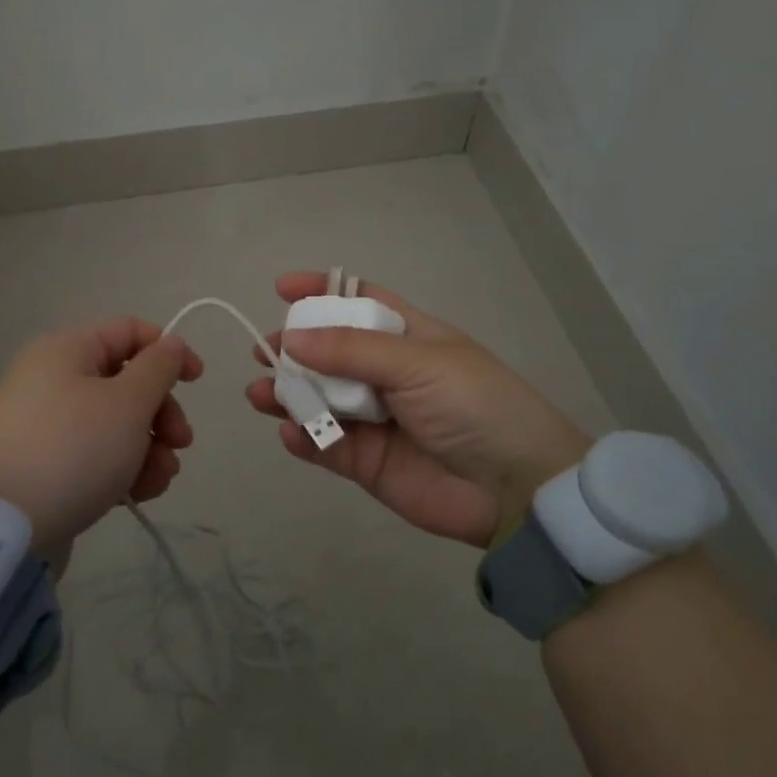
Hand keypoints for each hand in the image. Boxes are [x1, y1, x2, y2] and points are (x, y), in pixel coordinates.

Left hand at [0, 318, 202, 555]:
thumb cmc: (72, 450)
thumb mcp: (127, 404)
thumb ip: (158, 368)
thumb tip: (170, 344)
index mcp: (67, 350)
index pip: (129, 331)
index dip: (169, 351)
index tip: (197, 381)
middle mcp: (53, 379)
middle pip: (126, 381)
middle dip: (162, 412)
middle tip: (180, 443)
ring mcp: (45, 424)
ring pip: (115, 423)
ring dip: (149, 447)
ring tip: (159, 480)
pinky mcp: (43, 465)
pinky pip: (94, 454)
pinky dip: (122, 468)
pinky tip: (138, 494)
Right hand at [245, 273, 589, 546]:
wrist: (515, 488)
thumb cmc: (474, 405)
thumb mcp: (417, 363)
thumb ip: (351, 351)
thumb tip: (291, 337)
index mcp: (408, 337)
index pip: (359, 302)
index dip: (322, 291)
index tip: (282, 288)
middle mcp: (388, 374)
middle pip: (329, 353)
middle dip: (294, 349)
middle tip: (263, 352)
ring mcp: (376, 419)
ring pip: (320, 400)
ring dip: (289, 395)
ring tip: (261, 394)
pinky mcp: (367, 463)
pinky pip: (326, 445)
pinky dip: (304, 438)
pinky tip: (292, 434)